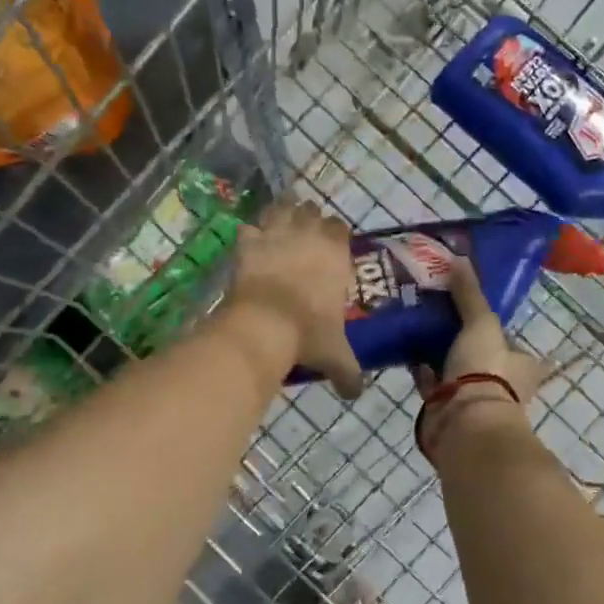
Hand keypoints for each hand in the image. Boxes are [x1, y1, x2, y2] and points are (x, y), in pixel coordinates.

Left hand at [225, 200, 362, 397]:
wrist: (265, 325)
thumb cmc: (308, 333)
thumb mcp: (335, 355)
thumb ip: (348, 373)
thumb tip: (355, 394)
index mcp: (335, 254)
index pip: (340, 227)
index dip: (335, 233)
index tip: (332, 245)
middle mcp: (308, 236)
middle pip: (310, 211)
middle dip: (307, 218)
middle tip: (303, 235)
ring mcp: (275, 235)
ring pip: (280, 209)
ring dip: (279, 215)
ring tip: (277, 226)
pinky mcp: (248, 243)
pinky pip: (248, 228)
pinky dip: (249, 234)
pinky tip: (249, 243)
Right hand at [412, 259, 560, 458]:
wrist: (465, 423)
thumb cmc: (486, 370)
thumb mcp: (481, 322)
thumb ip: (470, 293)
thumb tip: (459, 257)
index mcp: (523, 365)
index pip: (511, 341)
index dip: (495, 327)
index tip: (472, 311)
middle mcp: (504, 385)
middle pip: (482, 355)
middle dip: (462, 340)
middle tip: (437, 313)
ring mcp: (475, 400)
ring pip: (456, 370)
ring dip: (440, 355)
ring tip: (418, 326)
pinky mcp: (448, 411)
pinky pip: (433, 384)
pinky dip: (422, 370)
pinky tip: (406, 350)